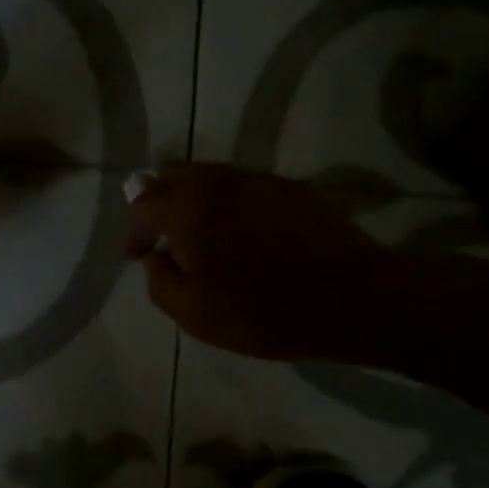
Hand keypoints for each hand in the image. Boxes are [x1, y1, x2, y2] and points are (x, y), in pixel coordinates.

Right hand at [126, 164, 395, 362]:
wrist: (354, 298)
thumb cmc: (263, 311)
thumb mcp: (193, 314)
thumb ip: (159, 280)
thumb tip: (156, 258)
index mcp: (187, 209)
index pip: (141, 202)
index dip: (134, 230)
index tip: (138, 256)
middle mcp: (218, 181)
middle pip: (172, 174)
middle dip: (159, 203)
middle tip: (164, 239)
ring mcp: (258, 179)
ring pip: (209, 176)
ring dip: (194, 201)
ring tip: (203, 238)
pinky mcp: (290, 188)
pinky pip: (242, 186)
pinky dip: (228, 204)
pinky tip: (242, 236)